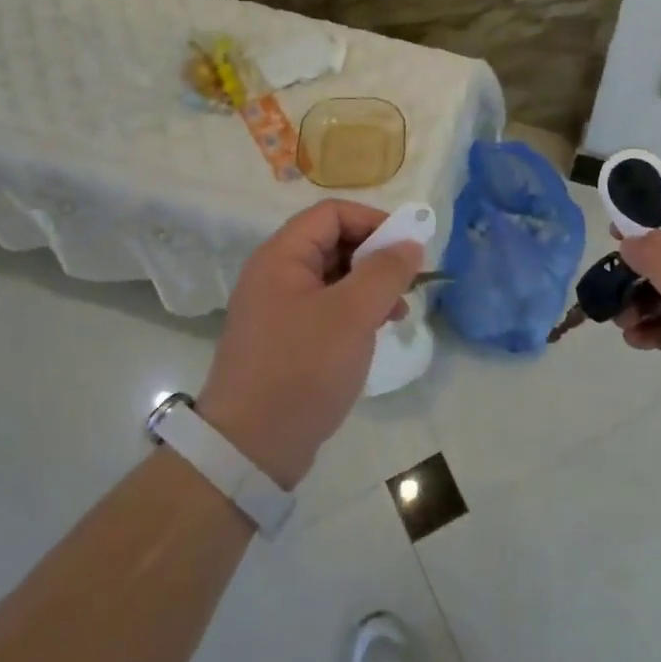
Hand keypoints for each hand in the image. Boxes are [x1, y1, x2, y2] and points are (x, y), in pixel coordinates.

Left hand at [199, 201, 422, 488]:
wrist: (250, 448)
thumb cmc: (303, 368)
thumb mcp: (352, 314)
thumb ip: (385, 272)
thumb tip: (410, 243)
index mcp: (281, 257)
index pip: (332, 214)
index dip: (373, 221)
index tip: (407, 248)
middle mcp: (275, 275)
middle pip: (333, 243)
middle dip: (375, 258)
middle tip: (406, 284)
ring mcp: (278, 309)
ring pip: (333, 278)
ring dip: (369, 287)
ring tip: (397, 314)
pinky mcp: (285, 340)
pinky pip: (326, 309)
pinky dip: (354, 313)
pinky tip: (375, 334)